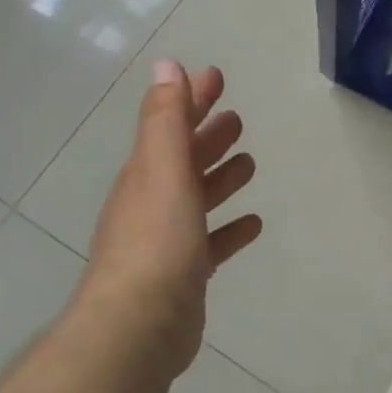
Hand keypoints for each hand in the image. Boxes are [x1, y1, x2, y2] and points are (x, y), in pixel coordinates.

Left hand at [71, 60, 262, 380]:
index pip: (170, 125)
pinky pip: (212, 241)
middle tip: (236, 118)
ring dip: (220, 177)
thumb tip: (168, 66)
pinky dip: (230, 228)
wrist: (139, 326)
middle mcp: (153, 203)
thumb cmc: (156, 242)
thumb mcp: (161, 171)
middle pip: (184, 160)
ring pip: (198, 198)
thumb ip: (166, 120)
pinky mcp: (185, 273)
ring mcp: (168, 240)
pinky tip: (252, 223)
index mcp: (146, 175)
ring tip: (249, 163)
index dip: (191, 99)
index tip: (215, 77)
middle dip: (207, 136)